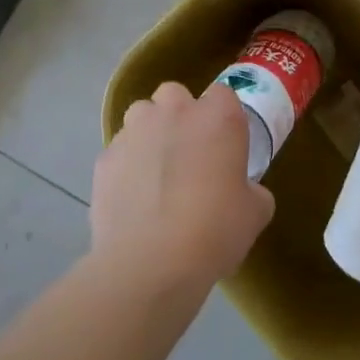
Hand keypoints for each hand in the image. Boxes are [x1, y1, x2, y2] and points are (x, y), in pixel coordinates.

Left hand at [91, 82, 275, 298]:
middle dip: (179, 115)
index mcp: (218, 117)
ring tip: (155, 173)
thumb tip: (243, 191)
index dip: (222, 118)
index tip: (224, 146)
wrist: (150, 264)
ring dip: (149, 134)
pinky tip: (132, 200)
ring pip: (140, 116)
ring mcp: (134, 132)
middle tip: (189, 154)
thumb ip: (251, 190)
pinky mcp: (105, 159)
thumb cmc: (214, 231)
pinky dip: (125, 167)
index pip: (222, 95)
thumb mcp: (254, 213)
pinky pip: (119, 152)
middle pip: (175, 95)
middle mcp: (174, 112)